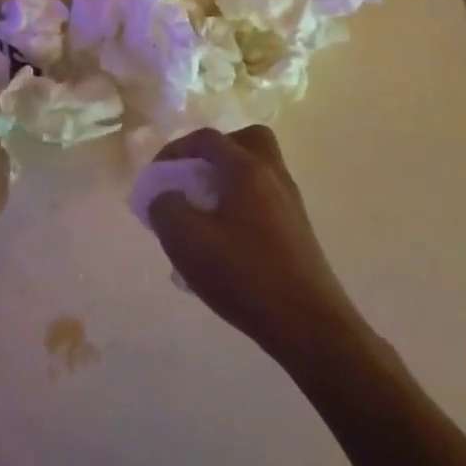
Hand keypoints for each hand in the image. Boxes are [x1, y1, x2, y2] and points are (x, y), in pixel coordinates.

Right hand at [145, 126, 360, 359]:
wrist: (310, 326)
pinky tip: (222, 245)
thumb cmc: (245, 276)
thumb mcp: (187, 241)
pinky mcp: (297, 232)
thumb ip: (165, 208)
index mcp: (247, 170)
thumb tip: (166, 198)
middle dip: (214, 154)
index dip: (175, 150)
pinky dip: (240, 207)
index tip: (156, 177)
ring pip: (257, 173)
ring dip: (227, 183)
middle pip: (246, 142)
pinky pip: (263, 201)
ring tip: (201, 217)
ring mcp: (290, 205)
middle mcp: (274, 177)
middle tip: (193, 180)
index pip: (208, 139)